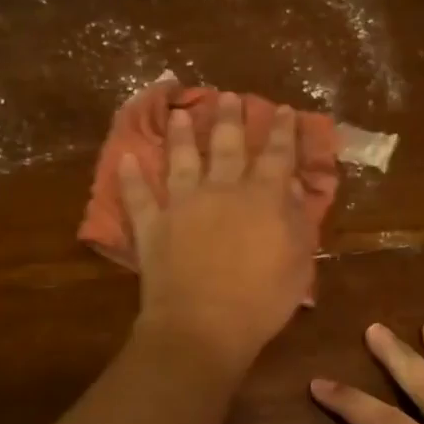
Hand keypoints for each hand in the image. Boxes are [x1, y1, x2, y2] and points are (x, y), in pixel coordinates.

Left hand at [121, 93, 315, 374]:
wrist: (203, 326)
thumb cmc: (261, 301)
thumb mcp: (299, 263)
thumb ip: (297, 220)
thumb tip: (292, 185)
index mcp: (263, 198)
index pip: (277, 155)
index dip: (282, 131)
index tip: (284, 110)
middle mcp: (222, 190)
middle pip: (227, 146)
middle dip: (230, 119)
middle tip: (228, 96)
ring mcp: (182, 205)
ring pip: (182, 160)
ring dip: (182, 136)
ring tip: (182, 114)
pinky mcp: (151, 226)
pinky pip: (138, 196)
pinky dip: (130, 177)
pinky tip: (124, 158)